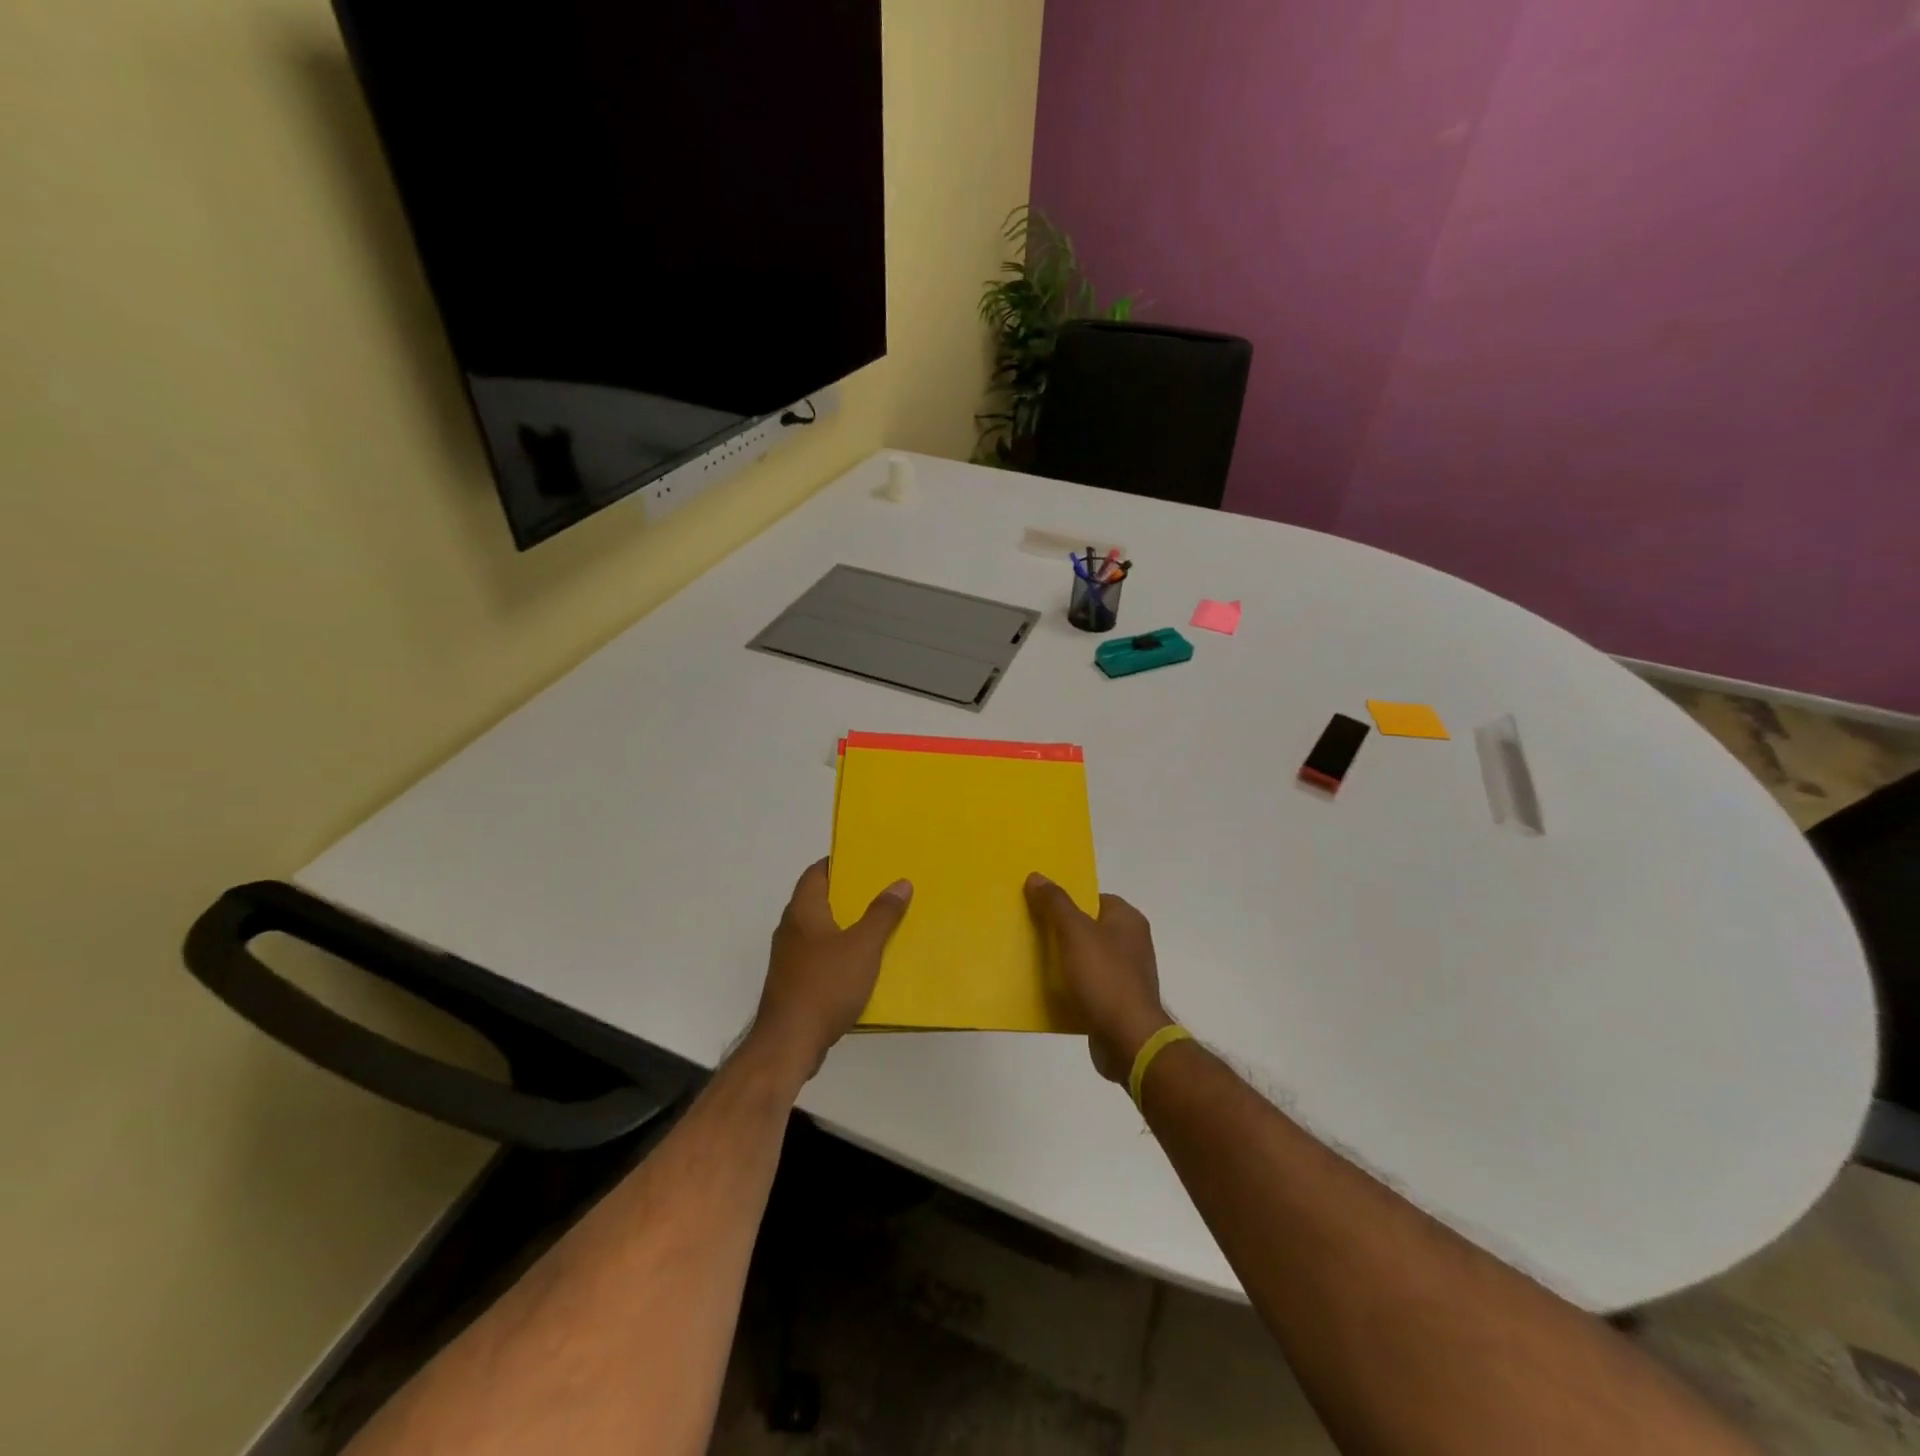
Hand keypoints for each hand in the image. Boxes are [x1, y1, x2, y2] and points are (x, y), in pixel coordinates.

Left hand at [751, 860, 911, 1081]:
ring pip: (821, 931)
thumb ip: (882, 914)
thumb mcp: (863, 946)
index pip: (816, 873)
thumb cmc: (825, 985)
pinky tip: (864, 964)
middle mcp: (791, 929)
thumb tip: (900, 882)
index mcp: (803, 911)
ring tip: (879, 924)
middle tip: (882, 891)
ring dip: (846, 926)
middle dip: (849, 895)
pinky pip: (820, 957)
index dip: (839, 863)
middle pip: (820, 901)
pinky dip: (840, 953)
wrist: (789, 1043)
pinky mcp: (794, 983)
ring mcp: (789, 958)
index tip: (867, 861)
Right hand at [1024, 874, 1172, 1084]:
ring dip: (1064, 959)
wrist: (1128, 1039)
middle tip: (1031, 931)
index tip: (1040, 906)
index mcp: (1128, 920)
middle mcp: (1132, 943)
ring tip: (1034, 960)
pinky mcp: (1118, 1001)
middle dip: (1061, 930)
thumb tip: (1037, 876)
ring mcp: (1127, 974)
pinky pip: (1089, 984)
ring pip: (1086, 957)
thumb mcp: (1075, 932)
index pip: (1093, 897)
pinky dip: (1071, 985)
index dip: (1067, 900)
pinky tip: (1049, 989)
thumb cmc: (1104, 977)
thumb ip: (1056, 903)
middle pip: (1088, 927)